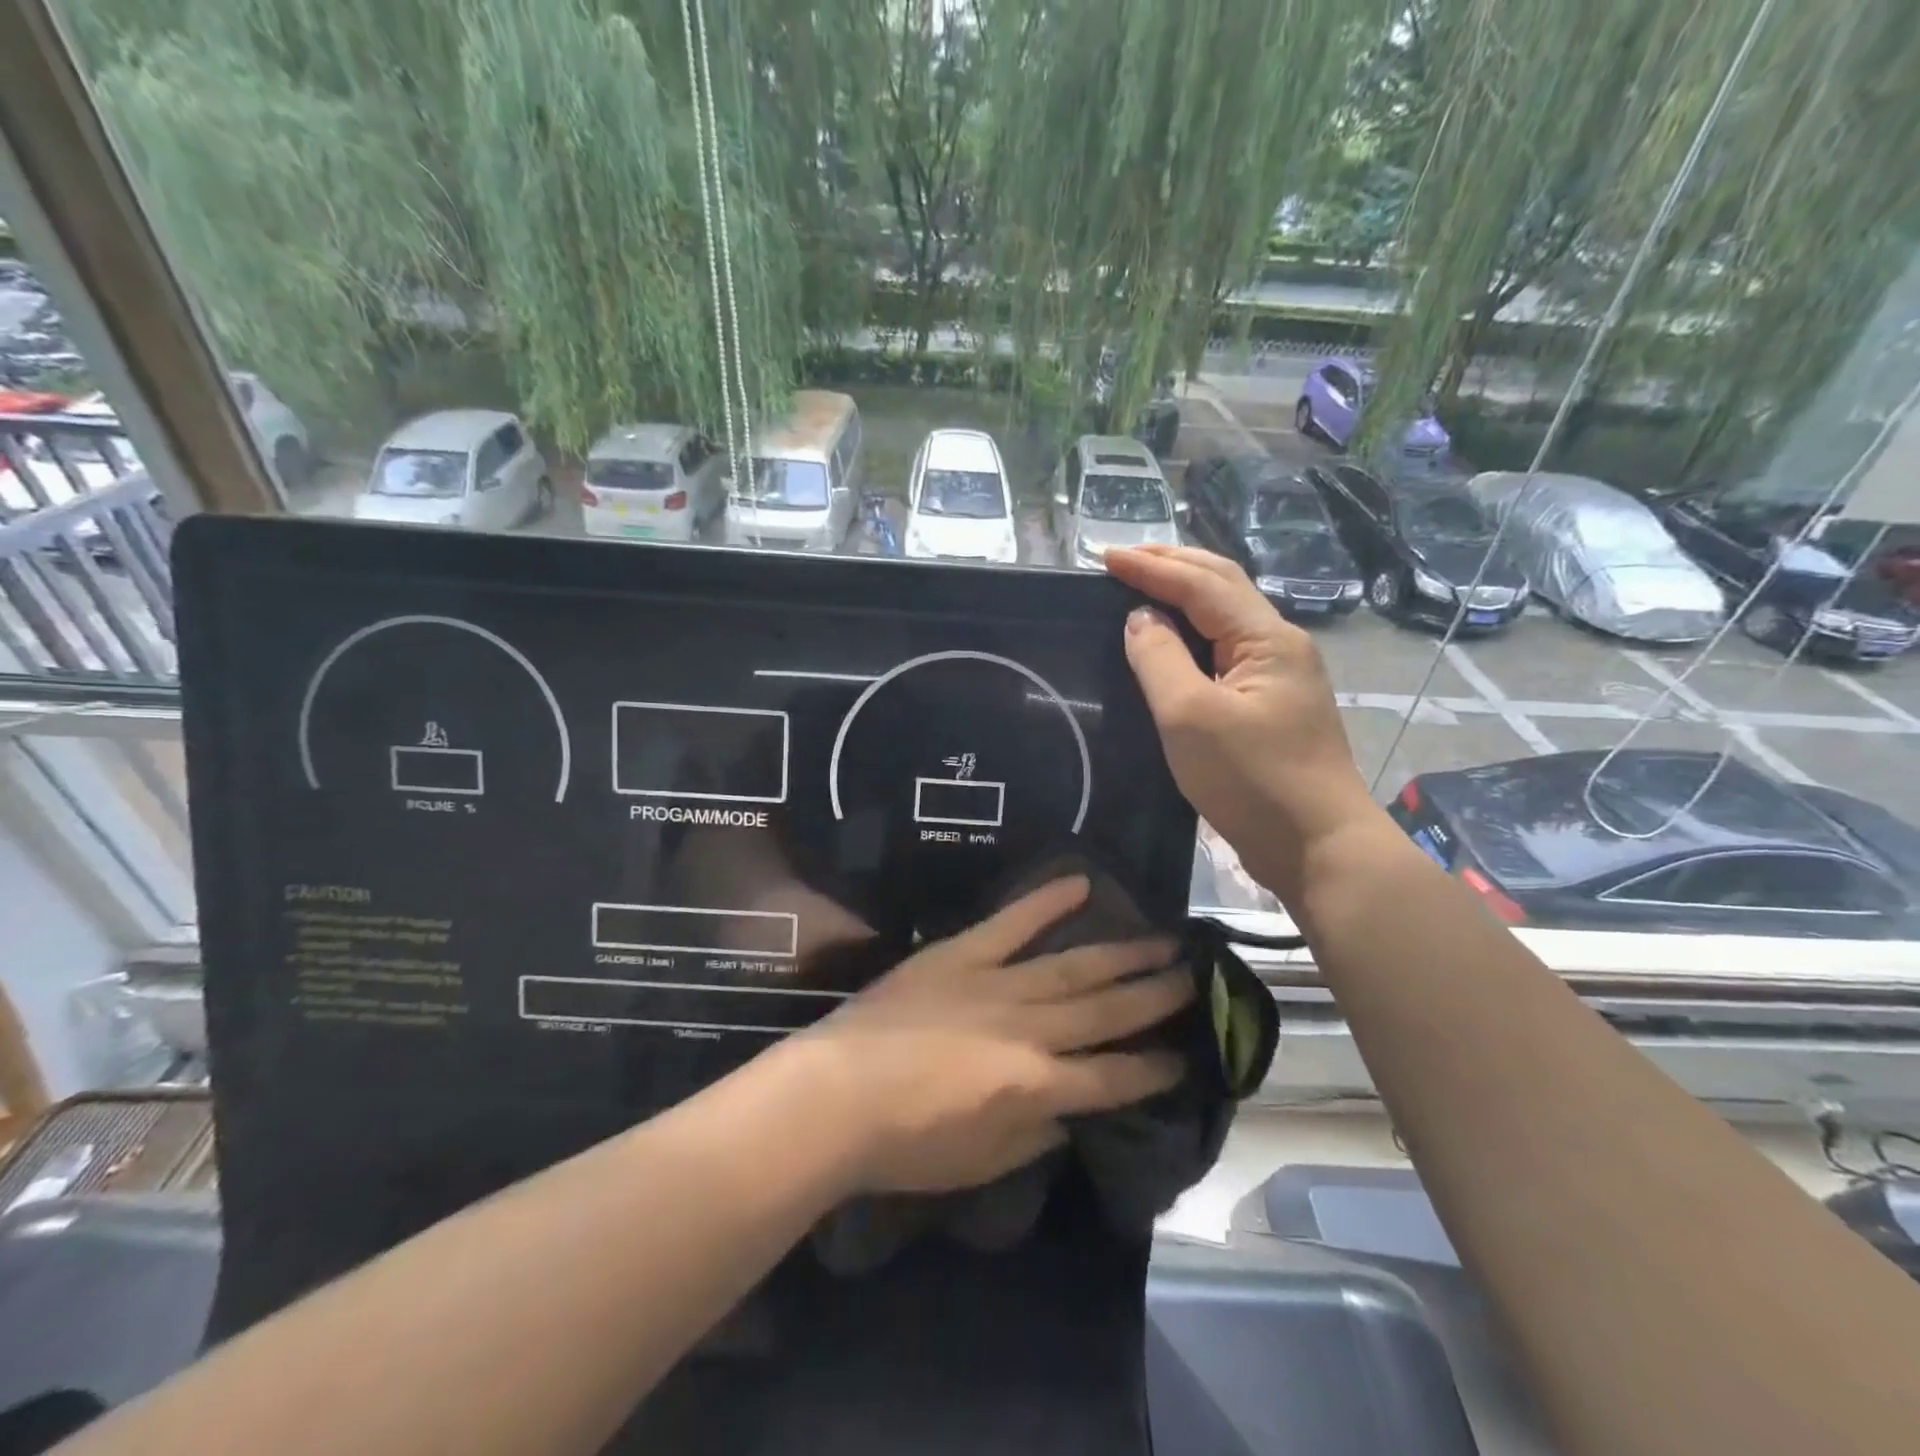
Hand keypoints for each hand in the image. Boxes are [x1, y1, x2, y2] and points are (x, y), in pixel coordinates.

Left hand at [794, 876, 1189, 1194]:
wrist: (836, 1094)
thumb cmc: (906, 1144)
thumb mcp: (982, 1161)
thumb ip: (1037, 1135)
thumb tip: (1071, 1112)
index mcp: (1038, 1086)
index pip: (1114, 1076)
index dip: (1155, 1068)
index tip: (1187, 1055)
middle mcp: (1031, 1029)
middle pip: (1106, 1010)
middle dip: (1155, 996)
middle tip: (1195, 977)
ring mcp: (996, 983)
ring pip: (1074, 965)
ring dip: (1122, 954)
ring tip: (1163, 940)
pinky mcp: (960, 954)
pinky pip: (1011, 922)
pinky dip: (1045, 901)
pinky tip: (1081, 881)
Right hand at [1105, 544, 1374, 900]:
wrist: (1318, 846)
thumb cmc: (1252, 779)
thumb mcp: (1189, 716)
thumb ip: (1160, 659)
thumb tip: (1141, 618)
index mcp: (1266, 637)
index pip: (1201, 584)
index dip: (1150, 566)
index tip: (1102, 556)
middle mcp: (1280, 644)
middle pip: (1223, 586)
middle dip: (1172, 565)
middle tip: (1123, 560)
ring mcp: (1280, 676)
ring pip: (1227, 618)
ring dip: (1184, 594)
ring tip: (1142, 587)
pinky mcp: (1272, 706)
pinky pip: (1227, 651)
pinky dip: (1194, 633)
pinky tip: (1173, 642)